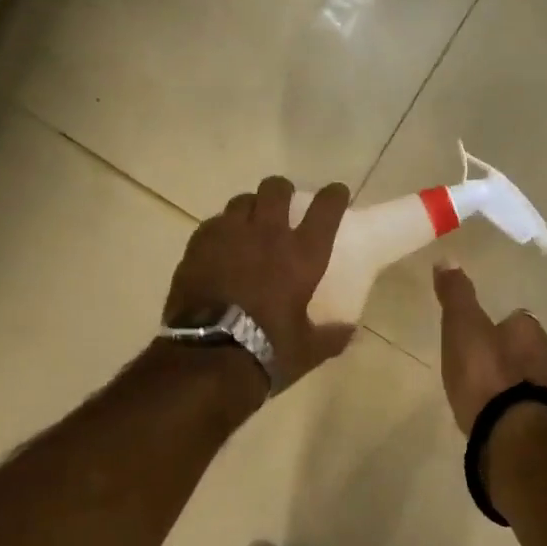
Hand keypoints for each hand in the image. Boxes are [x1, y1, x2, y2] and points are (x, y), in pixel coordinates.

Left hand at [164, 177, 355, 389]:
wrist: (208, 357)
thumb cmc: (267, 350)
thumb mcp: (308, 349)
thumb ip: (332, 335)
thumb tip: (348, 330)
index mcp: (303, 255)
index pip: (326, 209)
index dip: (334, 196)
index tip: (336, 193)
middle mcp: (268, 234)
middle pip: (276, 189)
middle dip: (283, 191)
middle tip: (284, 204)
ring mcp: (230, 235)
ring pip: (242, 200)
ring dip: (251, 207)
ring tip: (250, 223)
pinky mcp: (198, 245)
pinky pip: (214, 223)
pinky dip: (222, 229)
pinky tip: (222, 245)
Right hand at [432, 262, 546, 433]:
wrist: (509, 431)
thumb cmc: (486, 371)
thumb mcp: (463, 325)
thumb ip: (456, 295)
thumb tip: (447, 258)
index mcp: (529, 331)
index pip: (517, 320)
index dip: (499, 324)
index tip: (480, 330)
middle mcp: (545, 359)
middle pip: (523, 350)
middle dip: (504, 353)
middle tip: (477, 360)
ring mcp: (544, 395)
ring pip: (523, 379)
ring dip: (506, 382)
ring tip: (480, 389)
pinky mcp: (537, 424)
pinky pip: (519, 407)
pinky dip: (506, 407)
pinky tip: (489, 413)